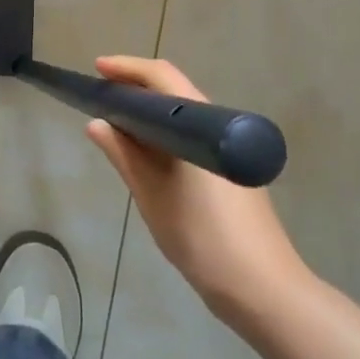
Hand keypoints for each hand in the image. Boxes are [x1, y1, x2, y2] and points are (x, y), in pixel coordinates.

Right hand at [85, 55, 306, 325]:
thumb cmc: (203, 239)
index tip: (97, 70)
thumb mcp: (153, 197)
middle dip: (136, 89)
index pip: (162, 78)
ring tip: (114, 122)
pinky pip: (191, 137)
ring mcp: (228, 150)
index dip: (128, 69)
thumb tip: (97, 123)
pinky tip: (145, 152)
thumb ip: (125, 156)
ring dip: (150, 114)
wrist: (262, 289)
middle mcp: (219, 127)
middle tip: (100, 97)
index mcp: (201, 126)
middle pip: (174, 92)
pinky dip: (165, 136)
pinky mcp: (230, 171)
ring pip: (183, 117)